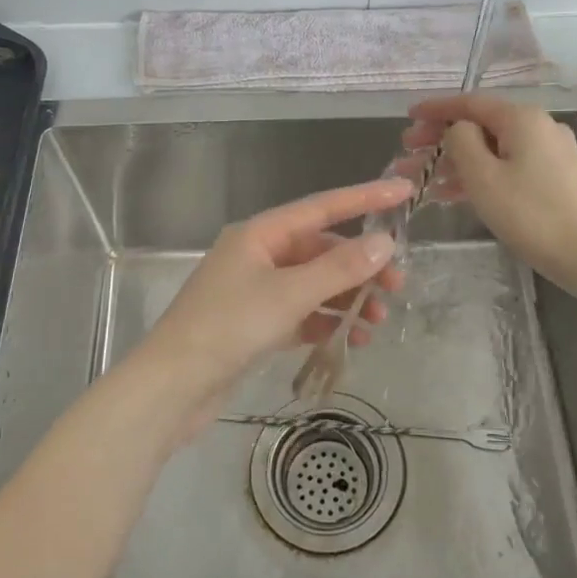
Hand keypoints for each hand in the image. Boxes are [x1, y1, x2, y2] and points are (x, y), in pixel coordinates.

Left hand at [132, 179, 412, 439]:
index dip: (365, 197)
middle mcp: (259, 255)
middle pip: (321, 249)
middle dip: (361, 266)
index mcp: (260, 233)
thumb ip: (339, 269)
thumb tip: (384, 243)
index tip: (404, 190)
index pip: (322, 207)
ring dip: (348, 299)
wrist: (172, 388)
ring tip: (377, 323)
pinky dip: (327, 321)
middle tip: (397, 286)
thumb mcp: (289, 294)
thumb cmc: (228, 328)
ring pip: (314, 284)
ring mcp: (256, 290)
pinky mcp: (256, 324)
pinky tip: (350, 338)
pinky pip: (302, 312)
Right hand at [399, 95, 576, 283]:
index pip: (469, 103)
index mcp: (522, 118)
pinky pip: (507, 167)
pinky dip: (479, 175)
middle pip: (480, 126)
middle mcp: (538, 127)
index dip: (435, 109)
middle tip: (407, 152)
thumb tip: (459, 129)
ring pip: (492, 149)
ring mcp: (549, 153)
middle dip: (440, 138)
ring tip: (420, 178)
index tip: (407, 116)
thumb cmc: (529, 214)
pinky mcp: (554, 178)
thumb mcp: (483, 176)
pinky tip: (451, 193)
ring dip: (454, 161)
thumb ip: (461, 142)